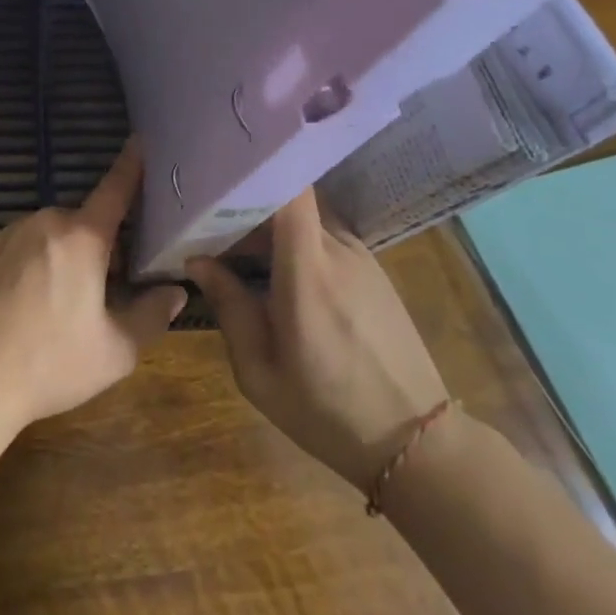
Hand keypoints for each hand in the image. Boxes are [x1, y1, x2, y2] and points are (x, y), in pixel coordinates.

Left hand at [0, 140, 187, 438]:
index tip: (140, 140)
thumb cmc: (50, 363)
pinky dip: (23, 263)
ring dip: (57, 255)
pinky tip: (16, 303)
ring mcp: (7, 231)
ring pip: (46, 235)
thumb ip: (152, 315)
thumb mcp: (116, 351)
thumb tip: (175, 291)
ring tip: (51, 305)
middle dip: (94, 247)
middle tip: (97, 292)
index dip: (131, 165)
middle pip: (81, 224)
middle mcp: (45, 221)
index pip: (115, 190)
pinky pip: (13, 246)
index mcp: (83, 238)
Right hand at [187, 188, 448, 488]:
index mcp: (307, 271)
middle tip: (214, 224)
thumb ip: (230, 307)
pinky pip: (326, 237)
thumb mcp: (259, 372)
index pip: (291, 191)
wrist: (417, 444)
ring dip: (274, 227)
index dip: (259, 171)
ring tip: (241, 250)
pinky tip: (281, 273)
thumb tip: (198, 260)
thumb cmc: (327, 412)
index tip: (221, 176)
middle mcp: (337, 250)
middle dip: (251, 204)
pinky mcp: (375, 270)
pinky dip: (299, 243)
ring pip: (307, 218)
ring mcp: (362, 256)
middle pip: (290, 199)